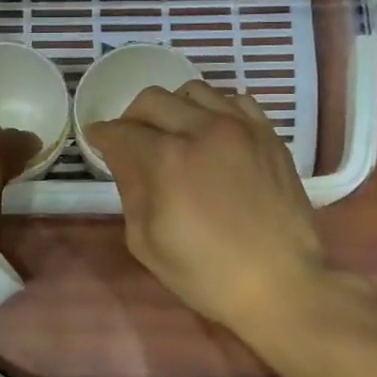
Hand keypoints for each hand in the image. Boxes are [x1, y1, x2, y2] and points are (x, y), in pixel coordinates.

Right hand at [85, 82, 333, 342]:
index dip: (101, 135)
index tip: (96, 139)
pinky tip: (211, 134)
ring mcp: (241, 128)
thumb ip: (130, 190)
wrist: (281, 285)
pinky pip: (234, 100)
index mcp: (168, 160)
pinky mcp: (268, 135)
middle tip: (130, 140)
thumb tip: (122, 158)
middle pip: (152, 100)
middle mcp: (203, 130)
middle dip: (131, 118)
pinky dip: (213, 110)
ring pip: (193, 91)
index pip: (121, 131)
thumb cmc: (206, 273)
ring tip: (173, 134)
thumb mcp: (146, 241)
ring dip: (173, 108)